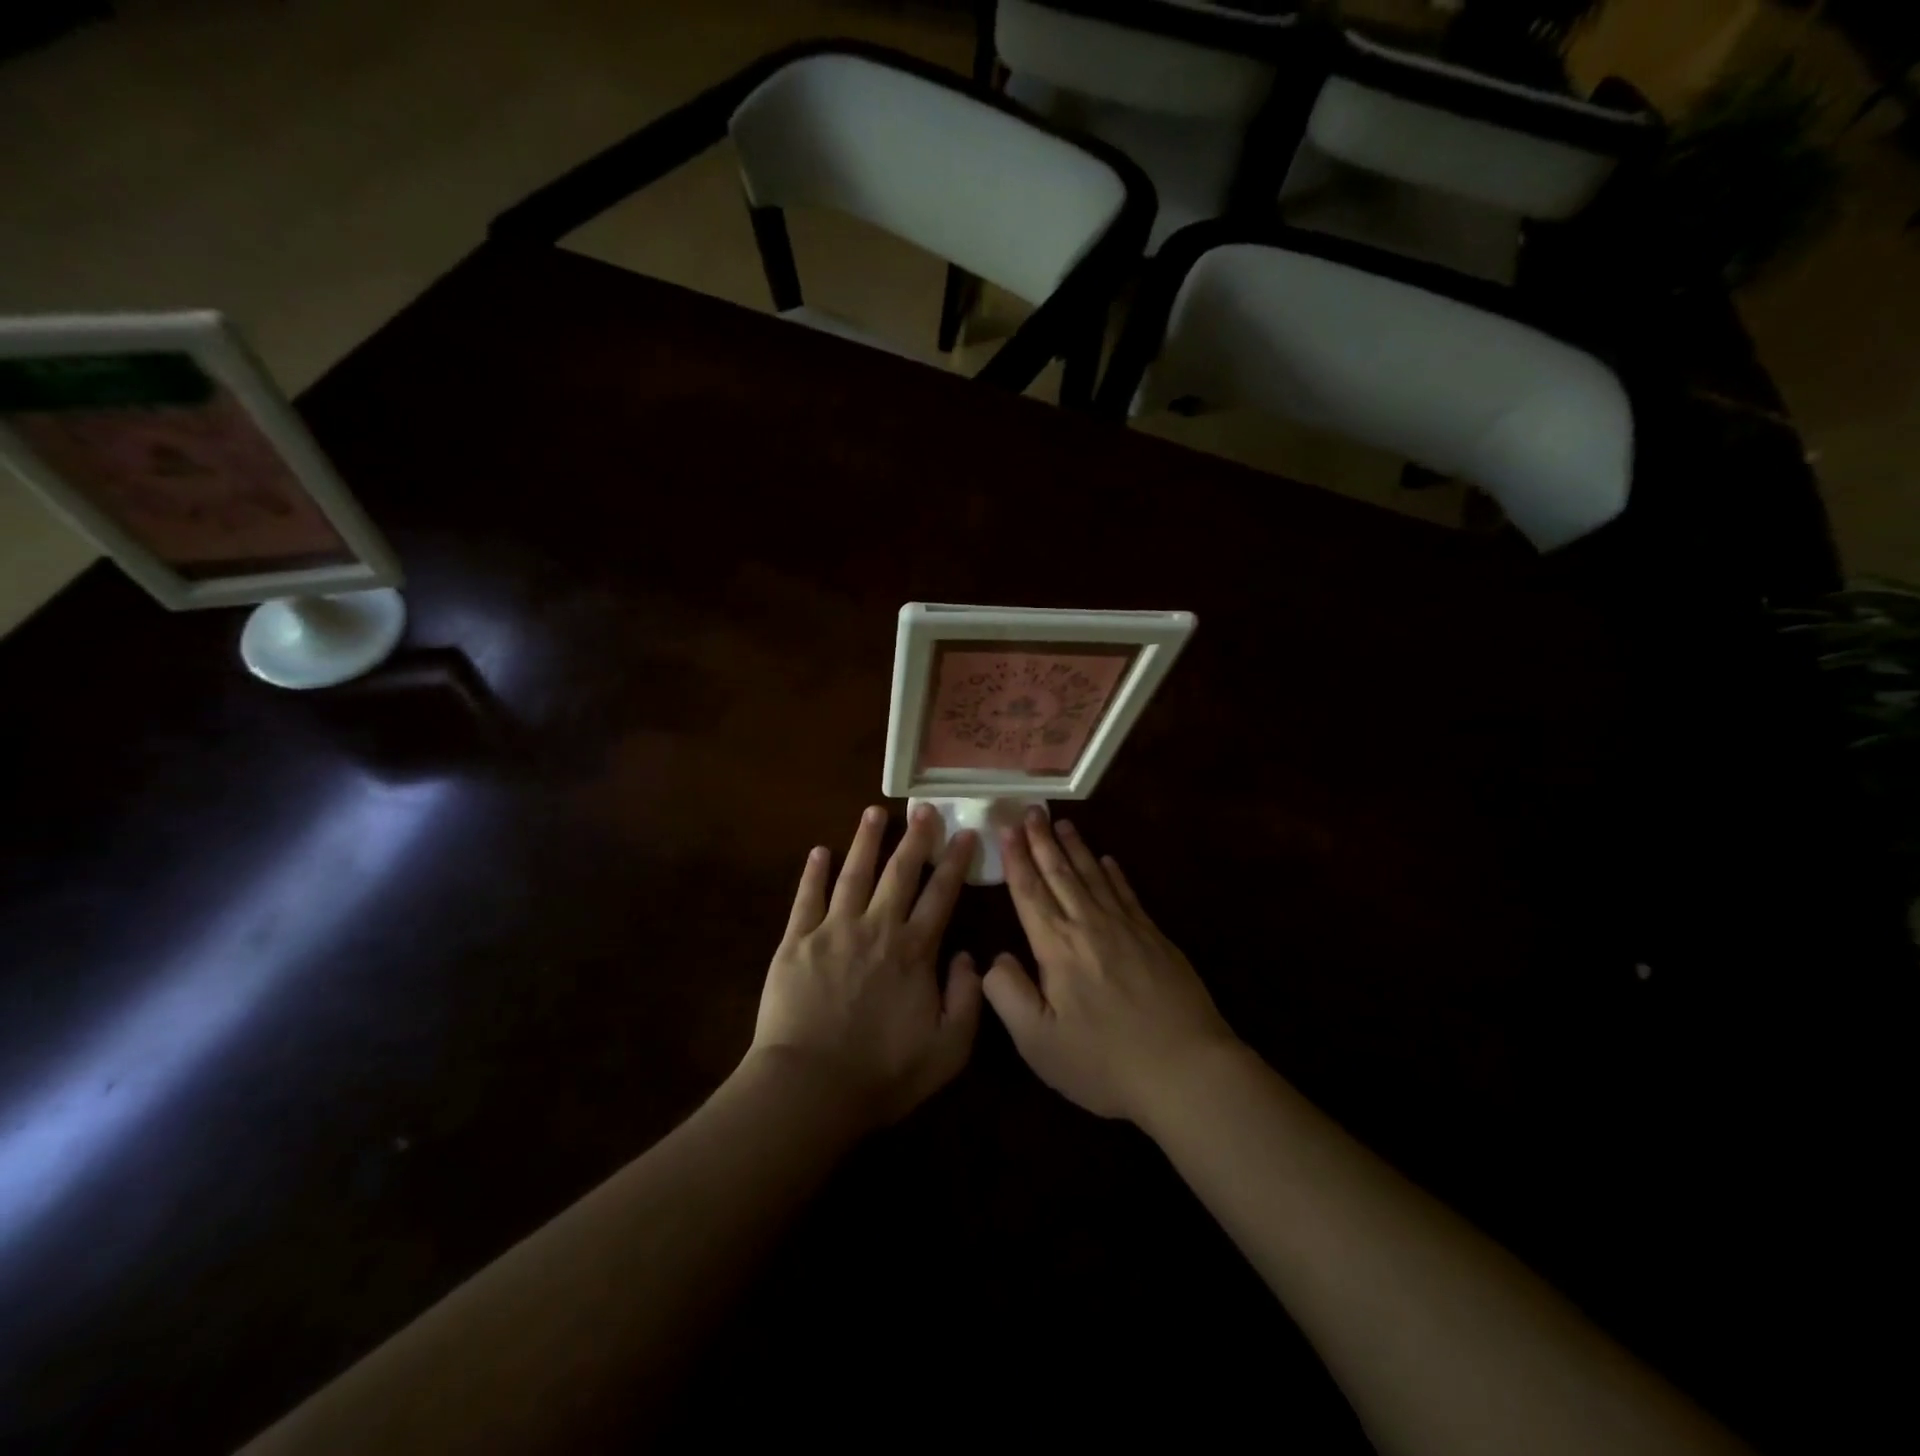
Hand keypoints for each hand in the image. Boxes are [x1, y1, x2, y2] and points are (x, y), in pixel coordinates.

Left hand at [748, 804, 981, 1130]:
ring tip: (874, 812)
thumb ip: (968, 999)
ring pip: (854, 874)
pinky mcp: (796, 941)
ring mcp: (833, 930)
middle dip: (915, 838)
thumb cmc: (882, 1073)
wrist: (810, 1087)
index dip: (955, 861)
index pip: (941, 894)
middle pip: (899, 873)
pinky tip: (819, 851)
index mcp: (914, 951)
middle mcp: (877, 928)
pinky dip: (813, 872)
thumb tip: (969, 956)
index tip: (964, 832)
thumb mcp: (948, 1049)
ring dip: (866, 841)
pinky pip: (806, 898)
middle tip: (923, 809)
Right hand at [982, 812, 1238, 1123]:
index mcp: (1056, 946)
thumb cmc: (1103, 1060)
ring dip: (1075, 847)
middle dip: (1042, 840)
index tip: (1007, 827)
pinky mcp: (1155, 938)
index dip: (1015, 858)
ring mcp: (1127, 928)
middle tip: (1032, 809)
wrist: (1186, 1069)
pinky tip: (1108, 860)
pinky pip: (1128, 893)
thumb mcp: (1038, 1041)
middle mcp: (1089, 925)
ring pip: (1093, 876)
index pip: (1029, 892)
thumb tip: (994, 958)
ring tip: (1062, 823)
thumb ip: (1007, 994)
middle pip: (1060, 873)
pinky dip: (1114, 873)